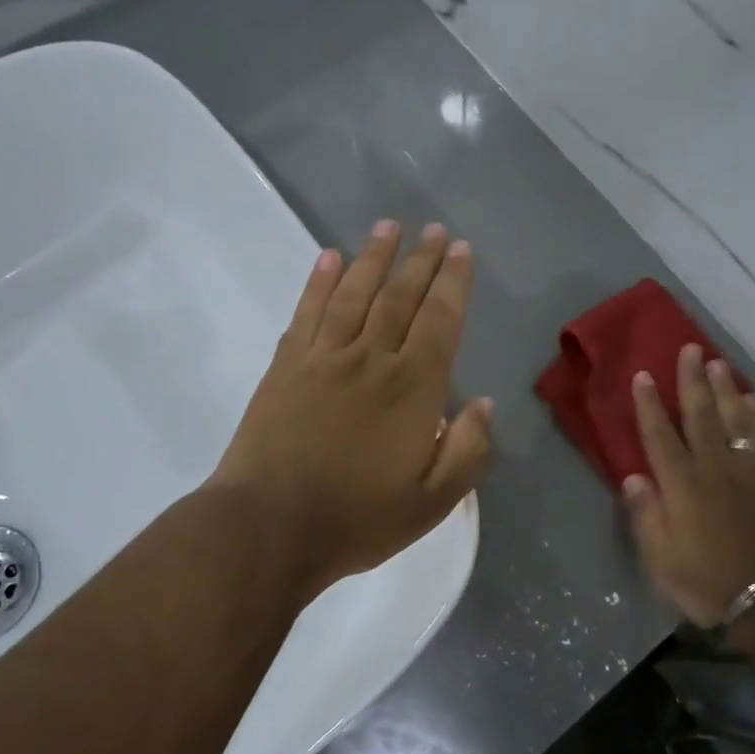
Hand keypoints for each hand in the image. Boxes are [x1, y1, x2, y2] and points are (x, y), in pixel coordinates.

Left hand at [209, 220, 492, 601]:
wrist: (269, 527)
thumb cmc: (357, 519)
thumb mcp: (432, 502)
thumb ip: (467, 451)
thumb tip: (486, 404)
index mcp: (414, 388)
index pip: (441, 320)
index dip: (454, 282)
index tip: (462, 251)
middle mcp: (372, 359)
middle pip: (401, 296)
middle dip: (422, 260)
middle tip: (435, 230)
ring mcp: (324, 357)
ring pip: (355, 293)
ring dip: (374, 257)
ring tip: (389, 227)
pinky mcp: (286, 366)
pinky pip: (308, 312)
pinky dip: (320, 281)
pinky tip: (329, 258)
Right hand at [624, 344, 754, 627]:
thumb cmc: (706, 581)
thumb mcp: (660, 558)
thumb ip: (646, 514)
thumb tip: (633, 476)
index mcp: (680, 484)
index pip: (659, 435)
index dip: (649, 404)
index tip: (643, 374)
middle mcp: (713, 467)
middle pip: (700, 415)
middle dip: (691, 380)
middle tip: (689, 349)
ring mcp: (747, 471)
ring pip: (734, 419)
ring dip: (724, 389)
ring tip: (717, 362)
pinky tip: (753, 400)